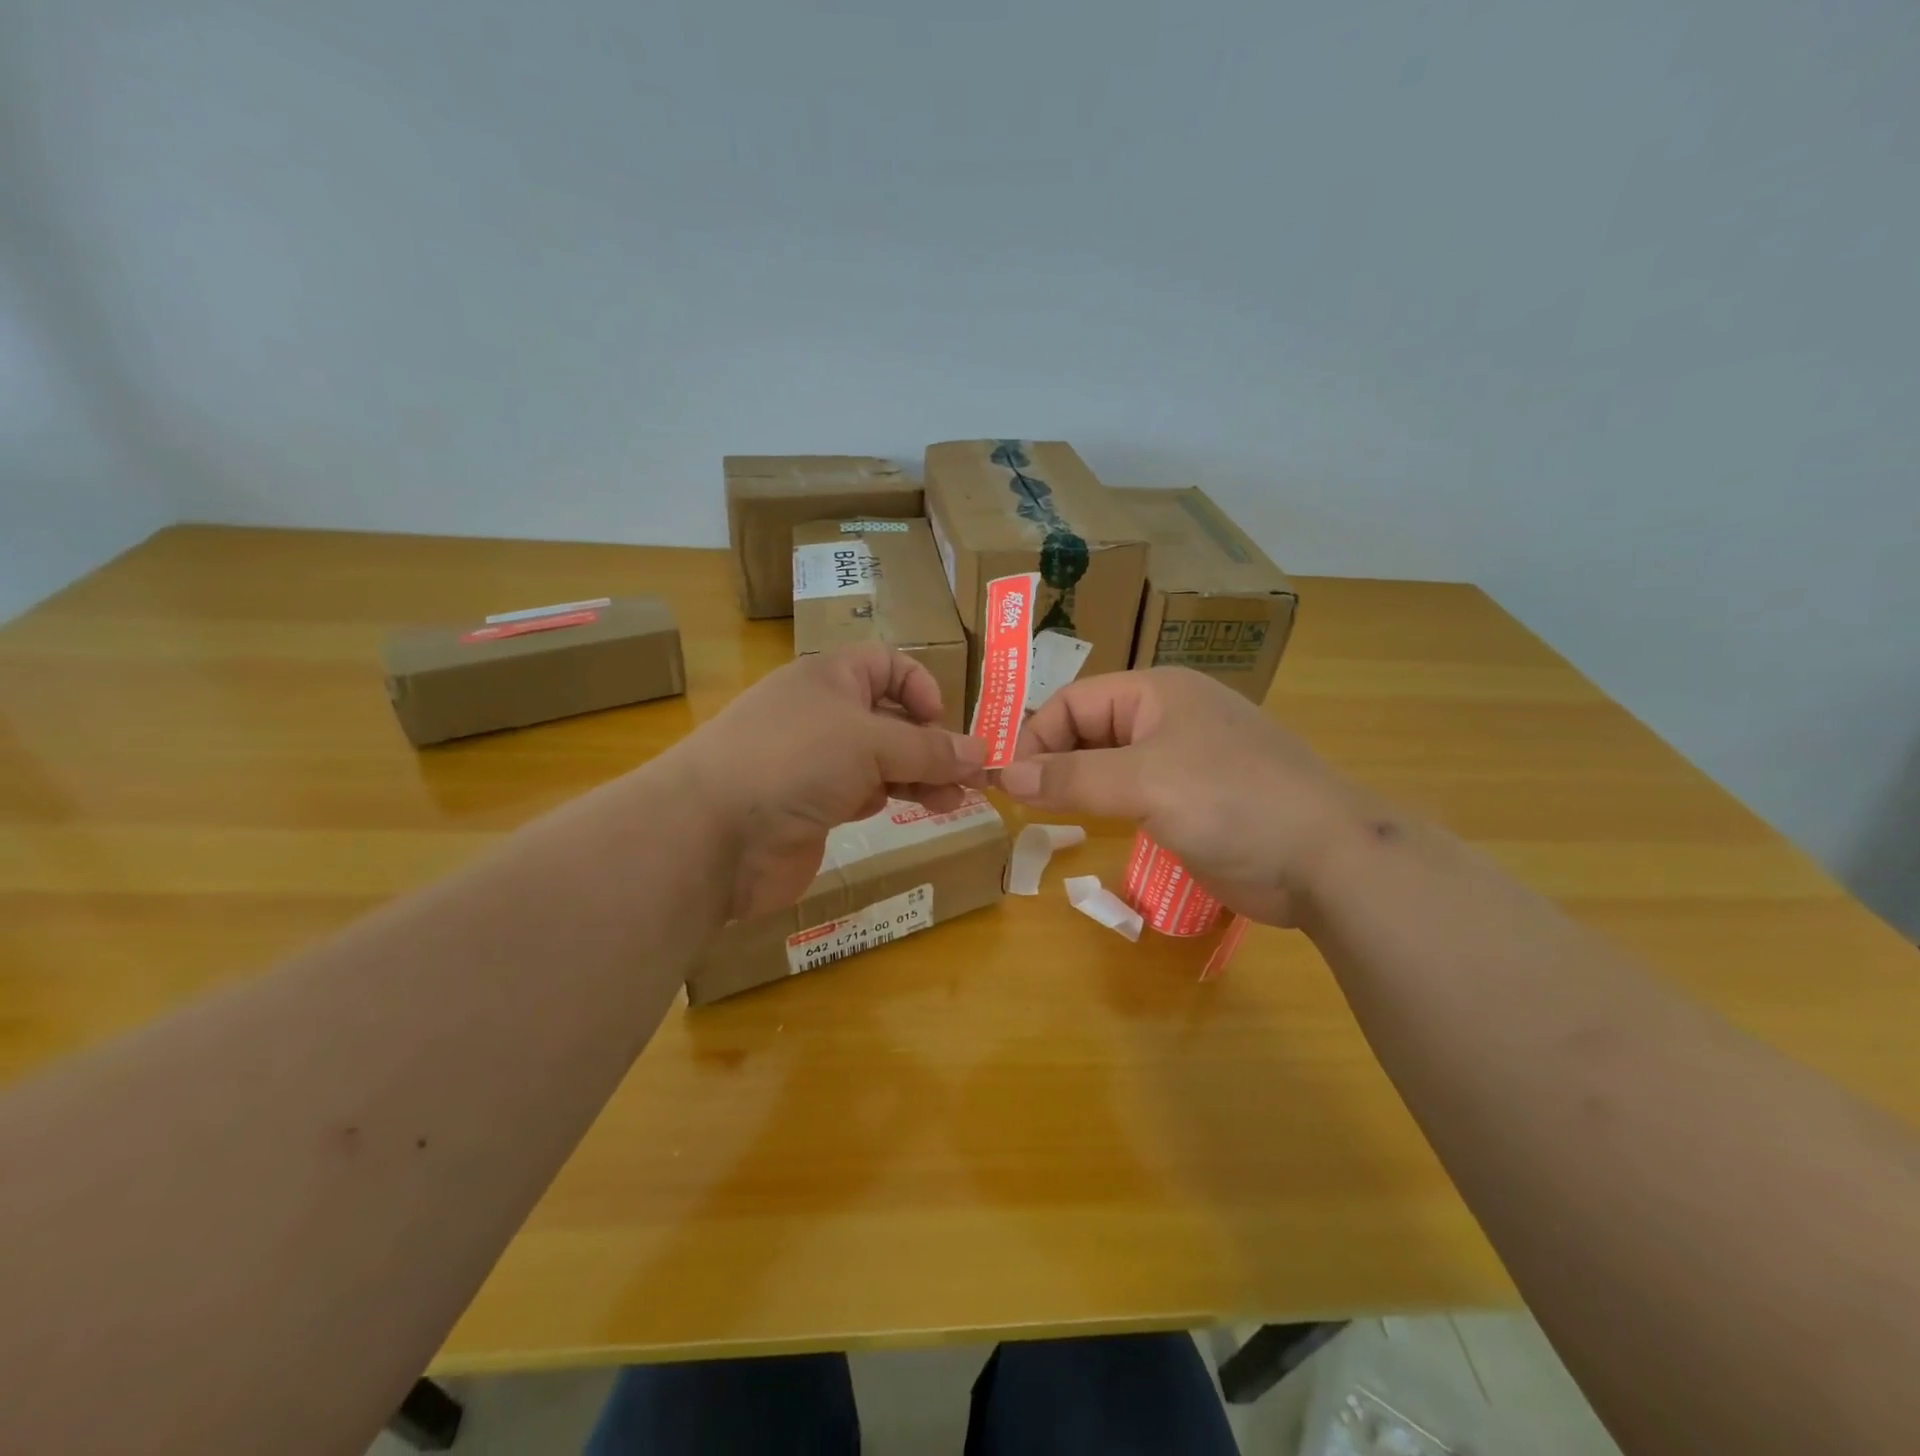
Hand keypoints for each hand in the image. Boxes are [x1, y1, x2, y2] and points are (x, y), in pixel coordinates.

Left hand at [670, 645, 987, 917]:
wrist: (713, 834)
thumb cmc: (794, 761)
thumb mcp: (870, 742)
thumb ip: (928, 749)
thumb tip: (981, 754)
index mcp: (831, 678)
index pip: (887, 665)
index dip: (921, 687)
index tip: (943, 724)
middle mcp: (825, 714)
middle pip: (892, 717)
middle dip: (933, 742)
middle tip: (971, 776)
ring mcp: (817, 762)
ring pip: (883, 760)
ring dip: (922, 775)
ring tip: (955, 801)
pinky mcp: (815, 806)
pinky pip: (866, 793)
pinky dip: (893, 798)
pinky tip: (918, 811)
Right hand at [998, 668, 1378, 924]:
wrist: (1328, 859)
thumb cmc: (1234, 801)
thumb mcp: (1146, 782)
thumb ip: (1073, 778)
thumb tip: (1008, 776)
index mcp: (1157, 692)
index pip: (1074, 701)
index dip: (1037, 737)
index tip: (1009, 783)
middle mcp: (1167, 718)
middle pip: (1090, 730)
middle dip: (1053, 761)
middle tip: (1019, 803)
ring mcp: (1184, 760)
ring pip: (1110, 765)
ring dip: (1076, 786)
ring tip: (1041, 817)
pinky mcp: (1195, 801)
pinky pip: (1134, 795)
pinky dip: (1105, 807)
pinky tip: (1088, 830)